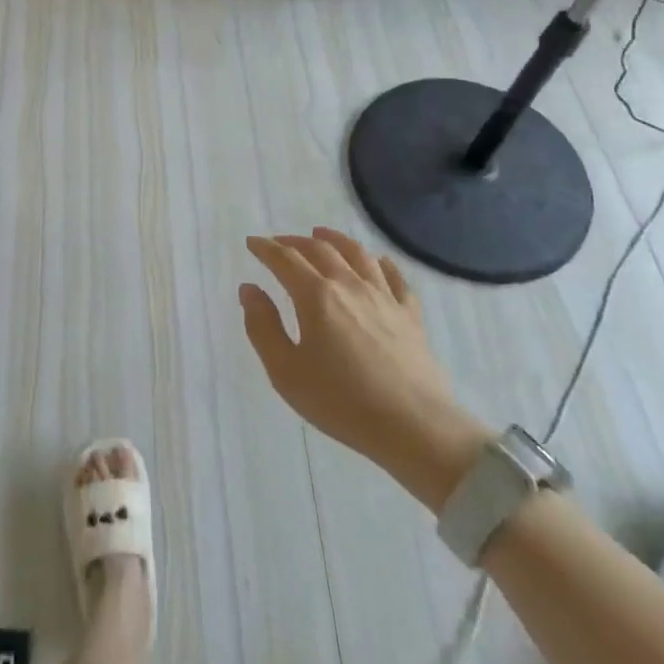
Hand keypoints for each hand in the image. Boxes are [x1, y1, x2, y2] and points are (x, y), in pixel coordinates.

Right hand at [240, 228, 487, 509]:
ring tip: (322, 235)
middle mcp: (349, 285)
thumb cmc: (341, 402)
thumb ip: (262, 326)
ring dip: (335, 240)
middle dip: (295, 241)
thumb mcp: (285, 371)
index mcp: (315, 296)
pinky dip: (382, 263)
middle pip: (320, 250)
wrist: (414, 428)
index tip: (252, 243)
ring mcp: (384, 297)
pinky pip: (396, 278)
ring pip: (358, 254)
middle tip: (279, 243)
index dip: (265, 248)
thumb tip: (249, 289)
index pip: (284, 259)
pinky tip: (378, 261)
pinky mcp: (410, 316)